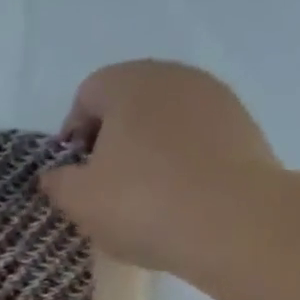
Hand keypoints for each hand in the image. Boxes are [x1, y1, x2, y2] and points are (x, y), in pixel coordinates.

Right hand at [39, 60, 282, 272]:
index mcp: (128, 84)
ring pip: (165, 119)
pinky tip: (178, 197)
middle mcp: (173, 77)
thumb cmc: (142, 204)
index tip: (75, 174)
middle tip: (105, 186)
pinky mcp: (244, 125)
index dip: (73, 135)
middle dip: (111, 139)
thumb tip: (55, 175)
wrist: (233, 223)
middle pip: (128, 102)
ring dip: (147, 149)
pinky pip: (196, 137)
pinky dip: (181, 160)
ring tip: (144, 195)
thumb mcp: (80, 201)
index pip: (87, 95)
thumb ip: (58, 182)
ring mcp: (214, 98)